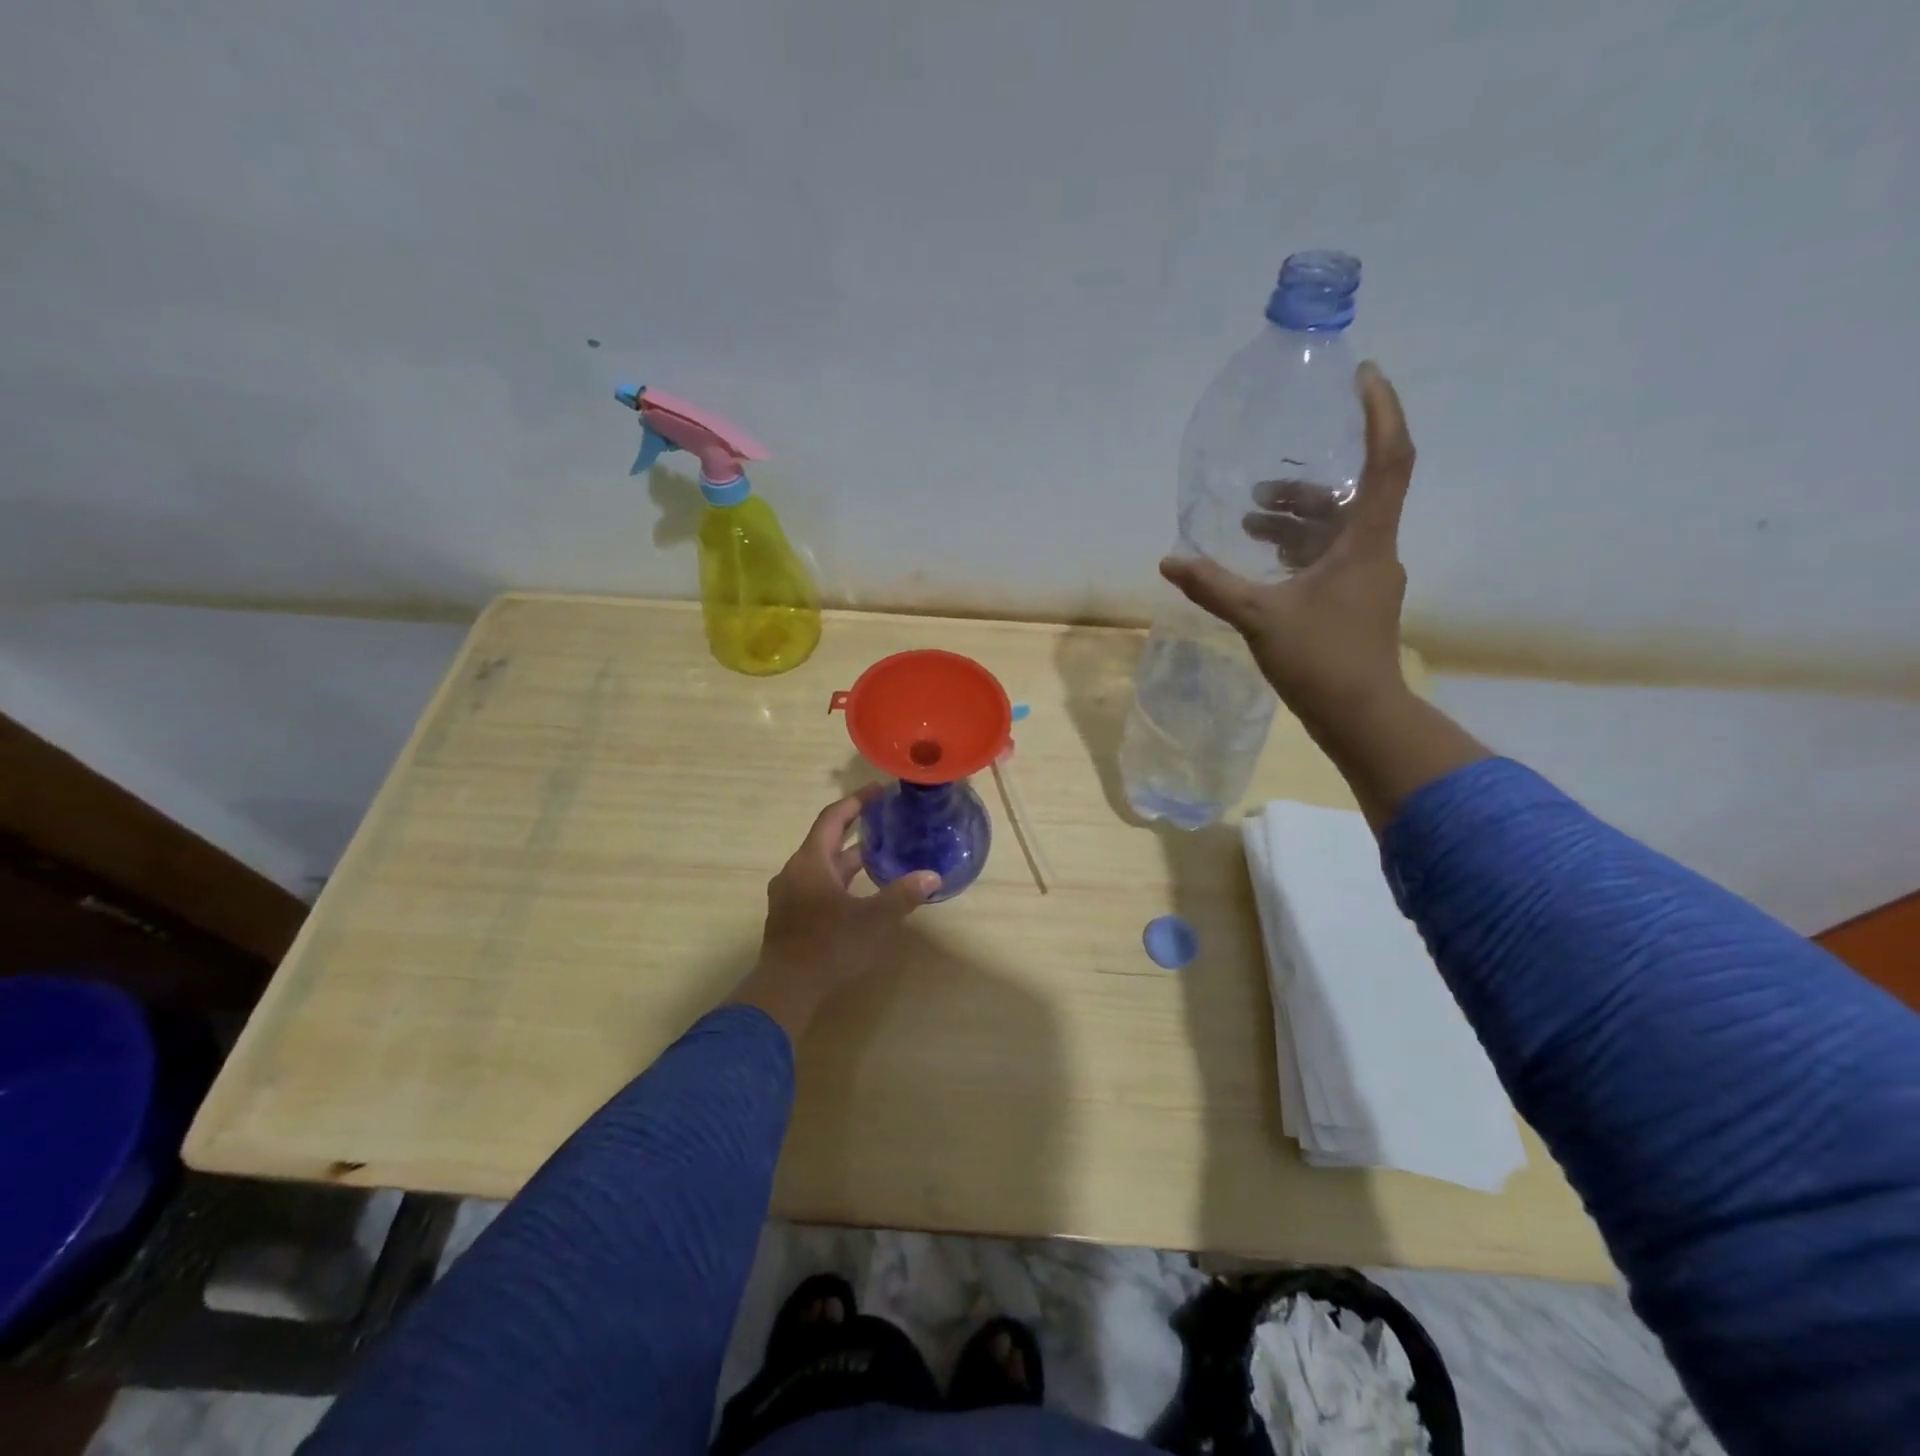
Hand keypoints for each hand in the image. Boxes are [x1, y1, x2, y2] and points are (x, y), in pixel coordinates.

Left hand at [728, 787, 939, 1042]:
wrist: (786, 990)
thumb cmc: (829, 947)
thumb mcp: (873, 920)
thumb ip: (902, 895)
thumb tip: (933, 876)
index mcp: (811, 862)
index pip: (833, 818)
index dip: (856, 801)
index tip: (878, 790)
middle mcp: (795, 871)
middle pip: (825, 839)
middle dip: (854, 828)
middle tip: (883, 819)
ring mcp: (788, 894)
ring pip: (821, 864)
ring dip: (846, 857)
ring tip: (877, 853)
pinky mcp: (789, 915)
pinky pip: (815, 883)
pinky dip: (837, 878)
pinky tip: (858, 890)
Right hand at [1161, 361, 1416, 733]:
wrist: (1362, 716)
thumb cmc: (1322, 660)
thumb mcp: (1261, 618)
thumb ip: (1215, 586)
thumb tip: (1169, 560)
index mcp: (1365, 541)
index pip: (1388, 460)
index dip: (1381, 413)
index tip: (1363, 375)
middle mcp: (1374, 551)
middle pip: (1352, 495)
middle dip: (1307, 484)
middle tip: (1263, 482)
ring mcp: (1367, 578)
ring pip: (1336, 531)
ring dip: (1296, 520)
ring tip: (1250, 521)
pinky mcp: (1354, 602)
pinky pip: (1329, 558)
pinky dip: (1298, 550)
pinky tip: (1265, 563)